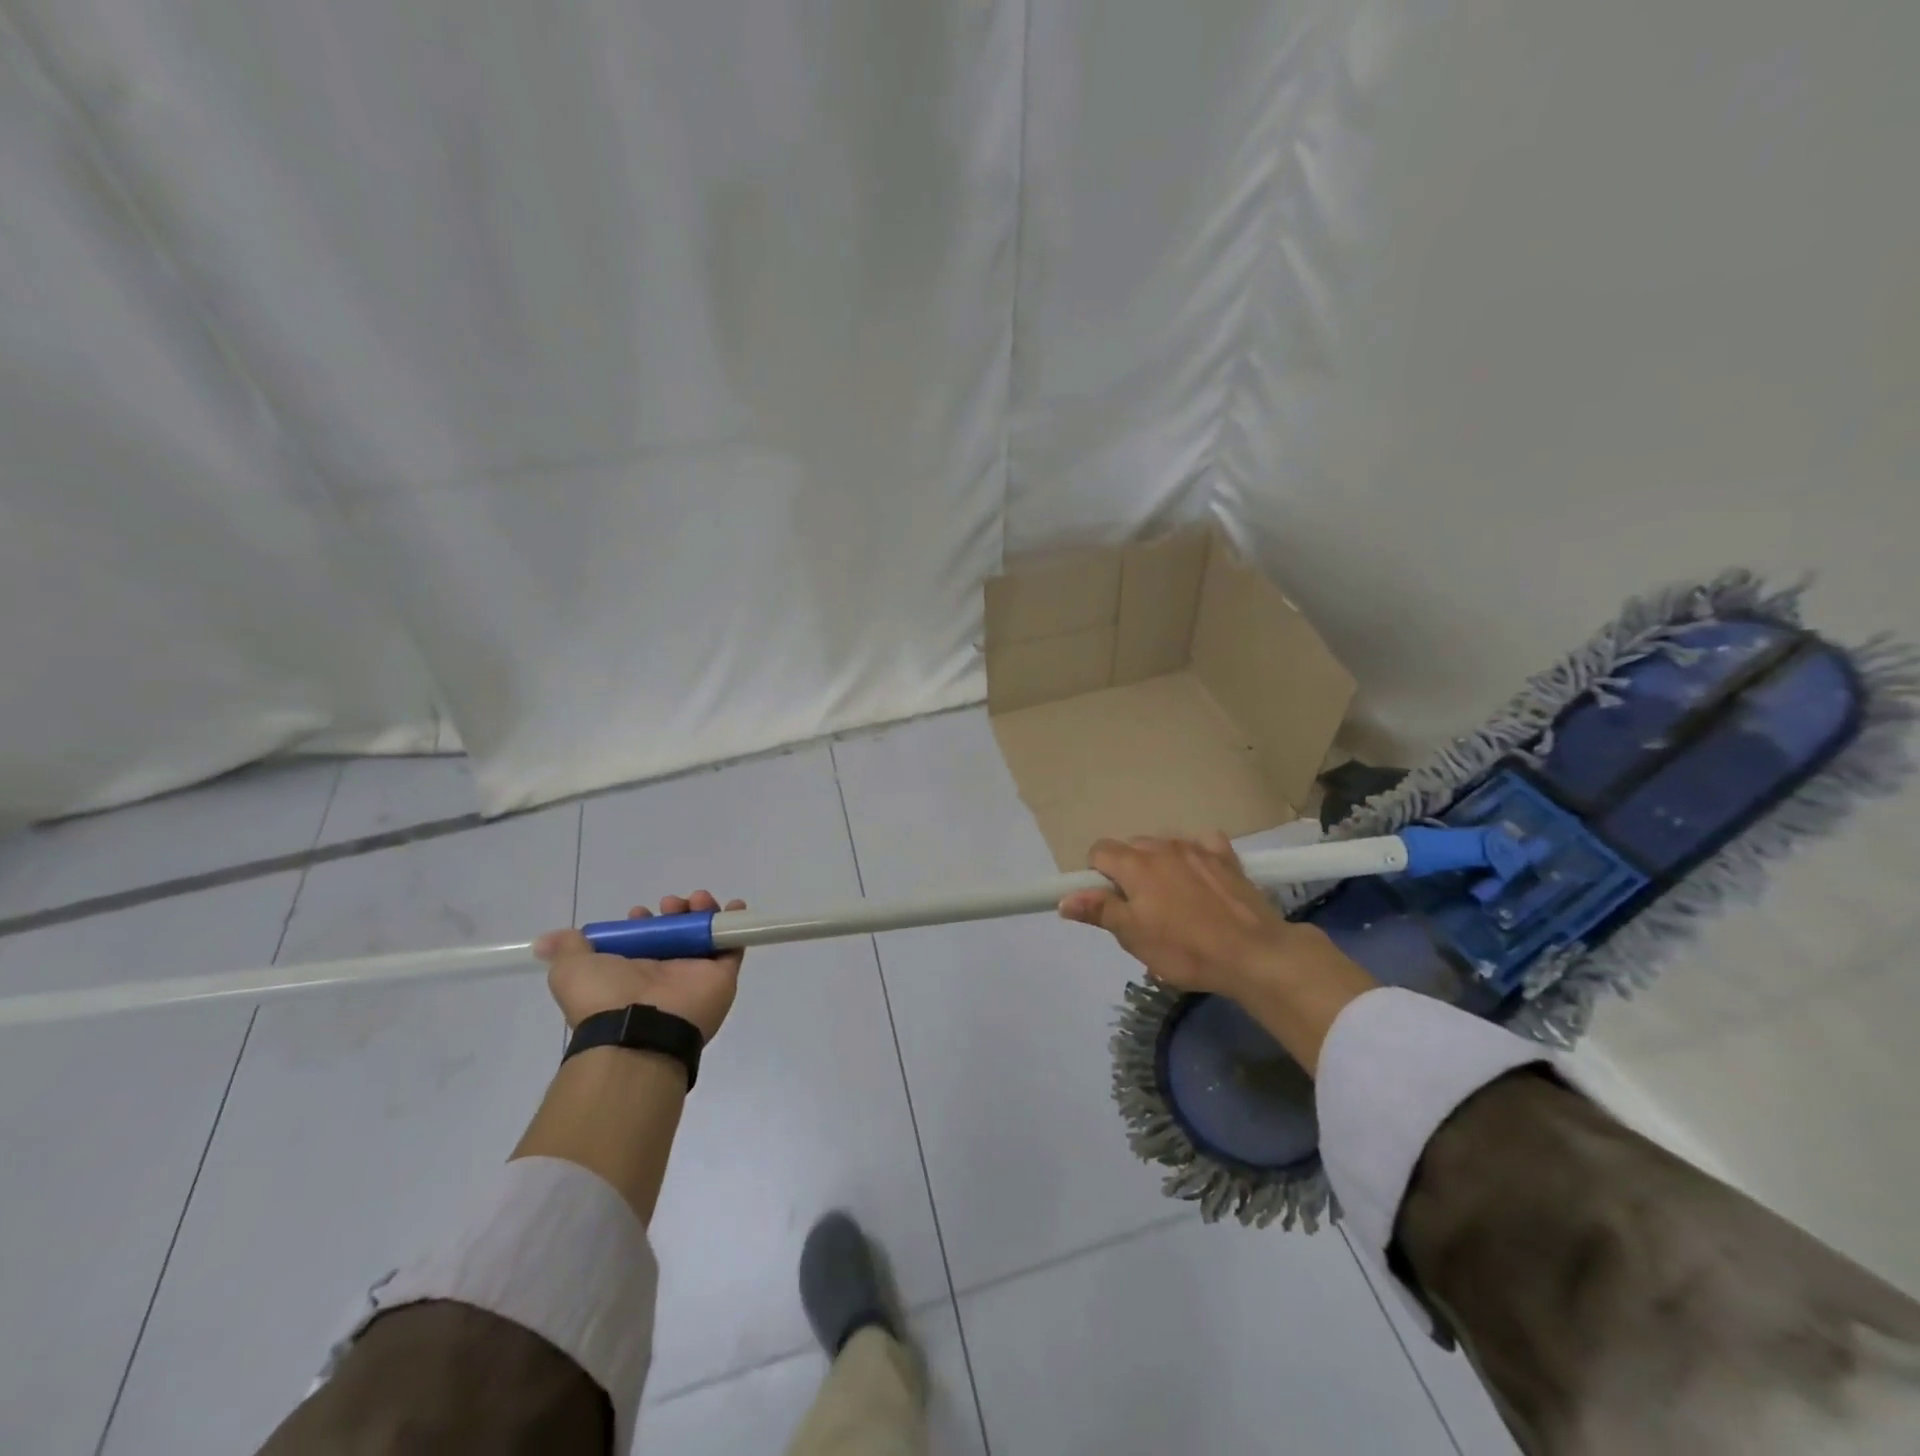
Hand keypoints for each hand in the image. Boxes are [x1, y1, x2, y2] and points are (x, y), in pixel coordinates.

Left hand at [535, 891, 746, 1041]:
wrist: (638, 1029)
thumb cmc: (604, 997)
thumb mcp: (570, 970)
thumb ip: (566, 949)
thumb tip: (543, 942)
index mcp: (632, 971)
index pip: (645, 939)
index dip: (644, 921)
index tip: (638, 914)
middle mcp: (665, 971)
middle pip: (677, 931)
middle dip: (675, 910)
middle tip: (671, 905)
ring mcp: (695, 972)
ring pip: (705, 933)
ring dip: (703, 911)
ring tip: (698, 901)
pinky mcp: (722, 975)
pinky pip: (734, 945)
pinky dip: (736, 924)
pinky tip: (734, 906)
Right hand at [1059, 833, 1307, 997]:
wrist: (1254, 953)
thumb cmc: (1185, 949)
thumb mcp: (1134, 937)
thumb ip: (1099, 911)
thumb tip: (1065, 898)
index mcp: (1135, 864)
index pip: (1099, 851)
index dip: (1097, 875)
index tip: (1109, 902)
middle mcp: (1162, 846)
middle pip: (1131, 847)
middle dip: (1128, 870)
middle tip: (1140, 909)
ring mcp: (1197, 848)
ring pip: (1164, 846)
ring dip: (1160, 865)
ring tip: (1174, 900)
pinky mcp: (1226, 856)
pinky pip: (1202, 845)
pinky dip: (1195, 857)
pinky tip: (1202, 879)